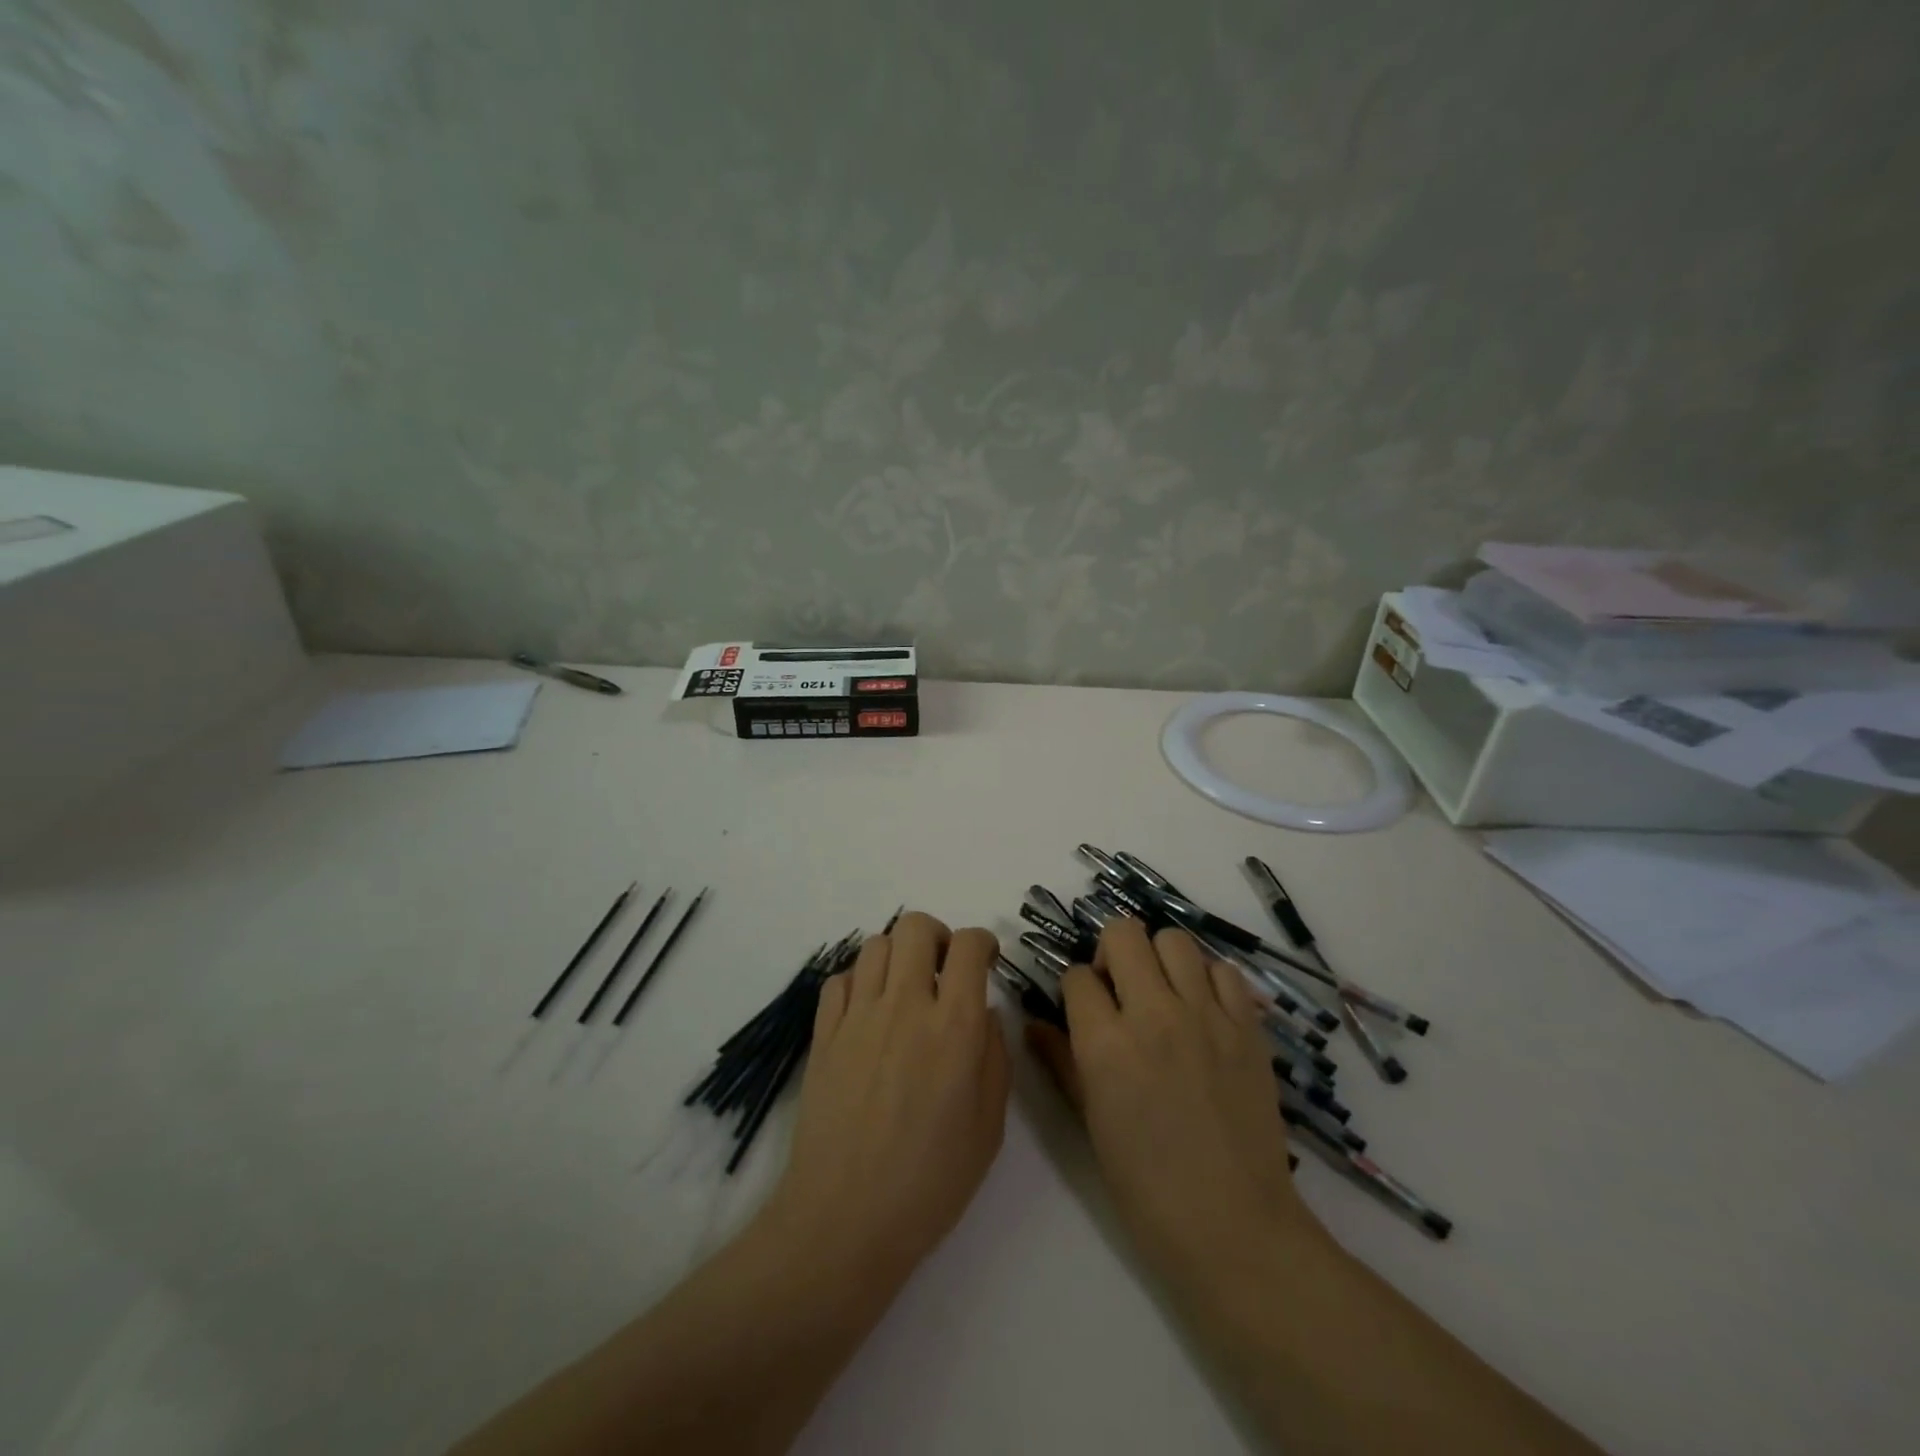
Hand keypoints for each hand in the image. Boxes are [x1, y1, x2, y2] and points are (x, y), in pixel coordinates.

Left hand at [760, 913, 1008, 1284]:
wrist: (844, 1219)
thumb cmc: (929, 1182)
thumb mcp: (989, 1127)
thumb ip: (995, 1057)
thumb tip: (985, 1013)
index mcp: (952, 1026)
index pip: (968, 945)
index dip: (983, 942)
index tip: (985, 961)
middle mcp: (904, 1005)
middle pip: (915, 926)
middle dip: (938, 936)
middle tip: (943, 970)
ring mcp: (857, 1016)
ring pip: (876, 944)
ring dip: (898, 956)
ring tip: (904, 990)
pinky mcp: (823, 1033)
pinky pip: (840, 979)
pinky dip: (859, 982)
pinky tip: (868, 1013)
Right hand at [1027, 918, 1314, 1271]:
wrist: (1231, 1223)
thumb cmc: (1145, 1183)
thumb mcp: (1089, 1119)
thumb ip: (1060, 1060)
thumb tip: (1033, 1023)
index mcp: (1106, 1044)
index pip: (1077, 975)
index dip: (1075, 989)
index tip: (1084, 1009)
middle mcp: (1154, 1014)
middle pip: (1123, 934)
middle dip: (1110, 953)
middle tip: (1120, 988)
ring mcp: (1206, 1016)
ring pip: (1174, 940)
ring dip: (1159, 958)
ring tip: (1163, 992)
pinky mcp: (1247, 1026)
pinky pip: (1223, 970)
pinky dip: (1207, 979)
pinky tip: (1202, 1009)